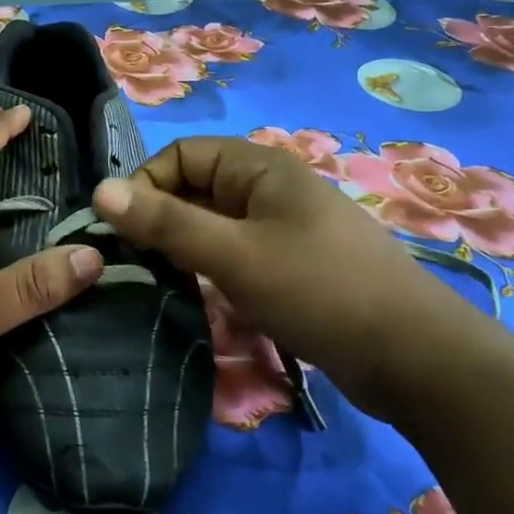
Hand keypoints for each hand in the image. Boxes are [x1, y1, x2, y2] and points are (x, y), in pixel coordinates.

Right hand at [92, 136, 455, 406]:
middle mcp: (271, 190)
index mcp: (261, 169)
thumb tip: (99, 190)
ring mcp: (284, 230)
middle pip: (196, 189)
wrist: (414, 358)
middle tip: (132, 264)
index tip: (123, 232)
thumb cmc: (319, 290)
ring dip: (182, 250)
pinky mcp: (292, 268)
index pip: (182, 154)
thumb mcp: (233, 254)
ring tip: (157, 285)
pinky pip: (235, 256)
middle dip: (160, 221)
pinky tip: (197, 301)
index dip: (146, 185)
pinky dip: (210, 272)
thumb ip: (165, 222)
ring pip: (213, 227)